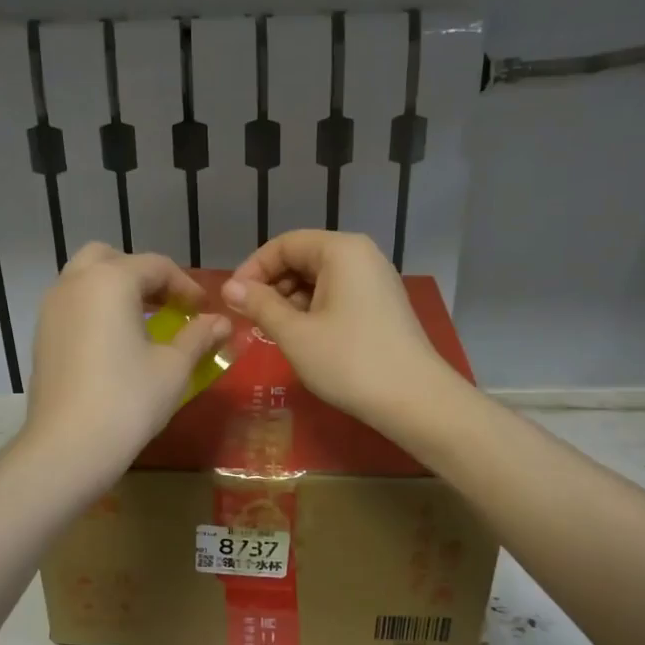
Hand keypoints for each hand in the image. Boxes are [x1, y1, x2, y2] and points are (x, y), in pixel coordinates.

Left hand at [25, 244, 230, 478]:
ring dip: (115, 289)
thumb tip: (221, 322)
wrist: (68, 446)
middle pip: (111, 259)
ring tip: (142, 322)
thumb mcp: (174, 367)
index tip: (204, 310)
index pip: (156, 266)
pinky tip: (115, 343)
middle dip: (142, 275)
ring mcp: (51, 309)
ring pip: (85, 279)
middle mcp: (75, 284)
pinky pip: (72, 305)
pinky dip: (95, 309)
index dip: (186, 285)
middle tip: (167, 305)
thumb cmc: (128, 400)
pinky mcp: (41, 336)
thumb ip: (199, 336)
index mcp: (110, 281)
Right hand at [220, 230, 461, 430]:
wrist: (415, 400)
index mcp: (341, 250)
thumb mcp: (295, 334)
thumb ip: (259, 305)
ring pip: (319, 279)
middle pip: (303, 258)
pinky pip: (337, 295)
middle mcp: (361, 255)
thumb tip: (230, 287)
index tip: (232, 300)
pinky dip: (313, 310)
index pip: (284, 244)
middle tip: (249, 319)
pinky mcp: (382, 305)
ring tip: (271, 332)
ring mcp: (375, 280)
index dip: (253, 269)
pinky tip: (300, 337)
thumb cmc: (349, 361)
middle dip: (271, 286)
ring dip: (290, 301)